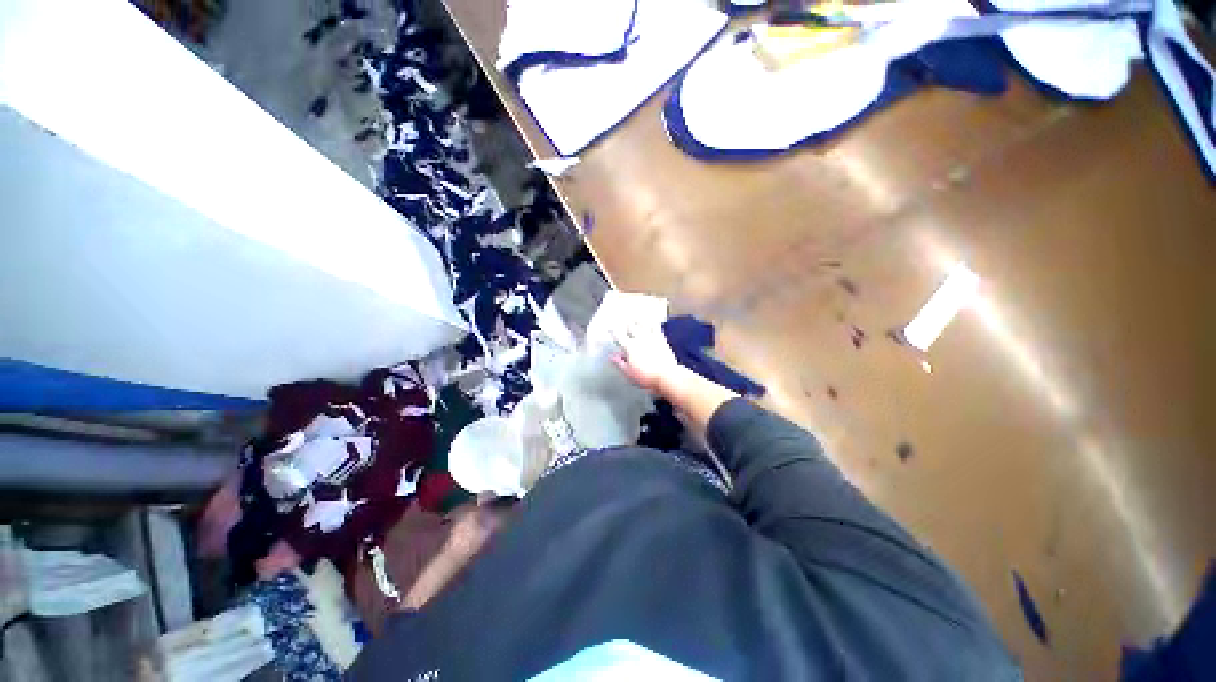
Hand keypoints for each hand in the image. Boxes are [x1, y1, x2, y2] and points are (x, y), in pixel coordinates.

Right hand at [610, 320, 681, 393]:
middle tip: (623, 321)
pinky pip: (657, 328)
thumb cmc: (646, 376)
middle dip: (626, 324)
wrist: (666, 376)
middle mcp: (640, 339)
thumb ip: (619, 362)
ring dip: (638, 320)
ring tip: (635, 317)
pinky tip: (653, 320)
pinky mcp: (662, 340)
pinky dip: (653, 323)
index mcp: (630, 347)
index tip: (610, 329)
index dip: (613, 331)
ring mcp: (651, 338)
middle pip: (631, 326)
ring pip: (643, 324)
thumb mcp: (628, 372)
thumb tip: (612, 356)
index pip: (618, 335)